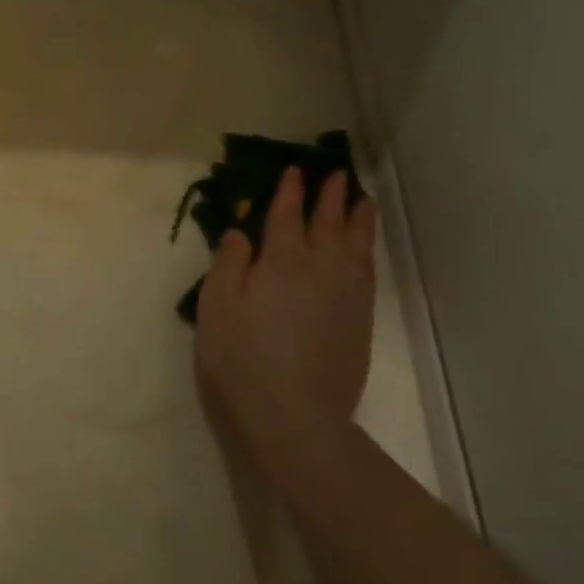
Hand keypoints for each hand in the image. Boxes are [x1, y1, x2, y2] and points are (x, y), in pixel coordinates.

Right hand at [194, 168, 377, 460]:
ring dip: (357, 219)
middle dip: (330, 197)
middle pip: (328, 224)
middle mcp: (320, 269)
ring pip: (356, 246)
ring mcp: (345, 295)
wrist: (293, 412)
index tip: (295, 171)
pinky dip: (366, 251)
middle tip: (335, 174)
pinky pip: (367, 272)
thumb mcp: (217, 305)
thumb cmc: (240, 355)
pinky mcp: (359, 320)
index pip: (287, 216)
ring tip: (361, 201)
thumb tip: (240, 232)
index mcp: (281, 261)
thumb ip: (229, 263)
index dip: (290, 192)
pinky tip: (363, 250)